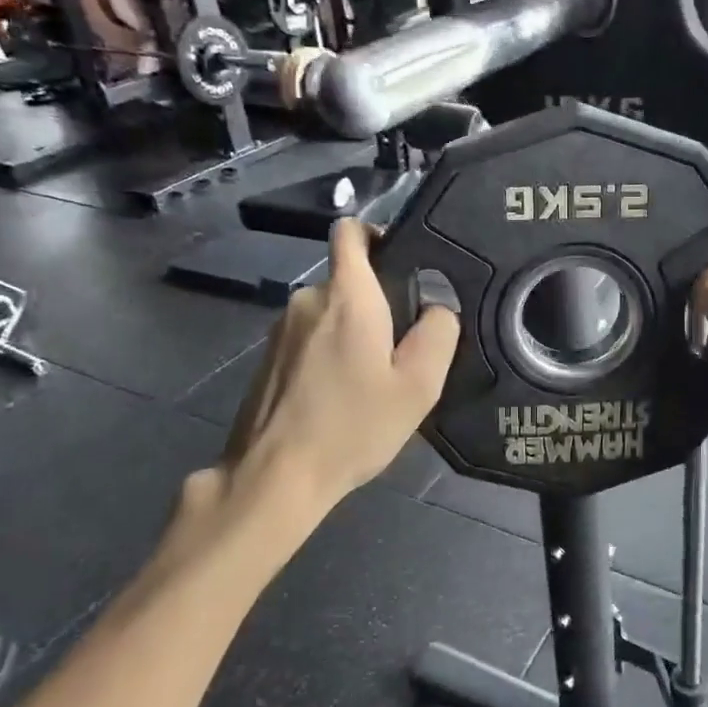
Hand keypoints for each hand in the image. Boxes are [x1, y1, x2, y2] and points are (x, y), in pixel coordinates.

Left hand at [195, 218, 458, 522]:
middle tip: (402, 350)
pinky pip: (310, 337)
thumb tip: (438, 306)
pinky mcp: (268, 357)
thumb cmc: (353, 425)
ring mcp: (281, 328)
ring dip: (353, 332)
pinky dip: (329, 353)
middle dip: (378, 302)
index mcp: (347, 295)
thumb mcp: (417, 385)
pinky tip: (340, 396)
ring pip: (330, 312)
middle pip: (349, 280)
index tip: (402, 264)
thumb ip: (439, 333)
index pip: (351, 231)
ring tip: (372, 379)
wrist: (275, 476)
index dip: (377, 234)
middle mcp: (308, 299)